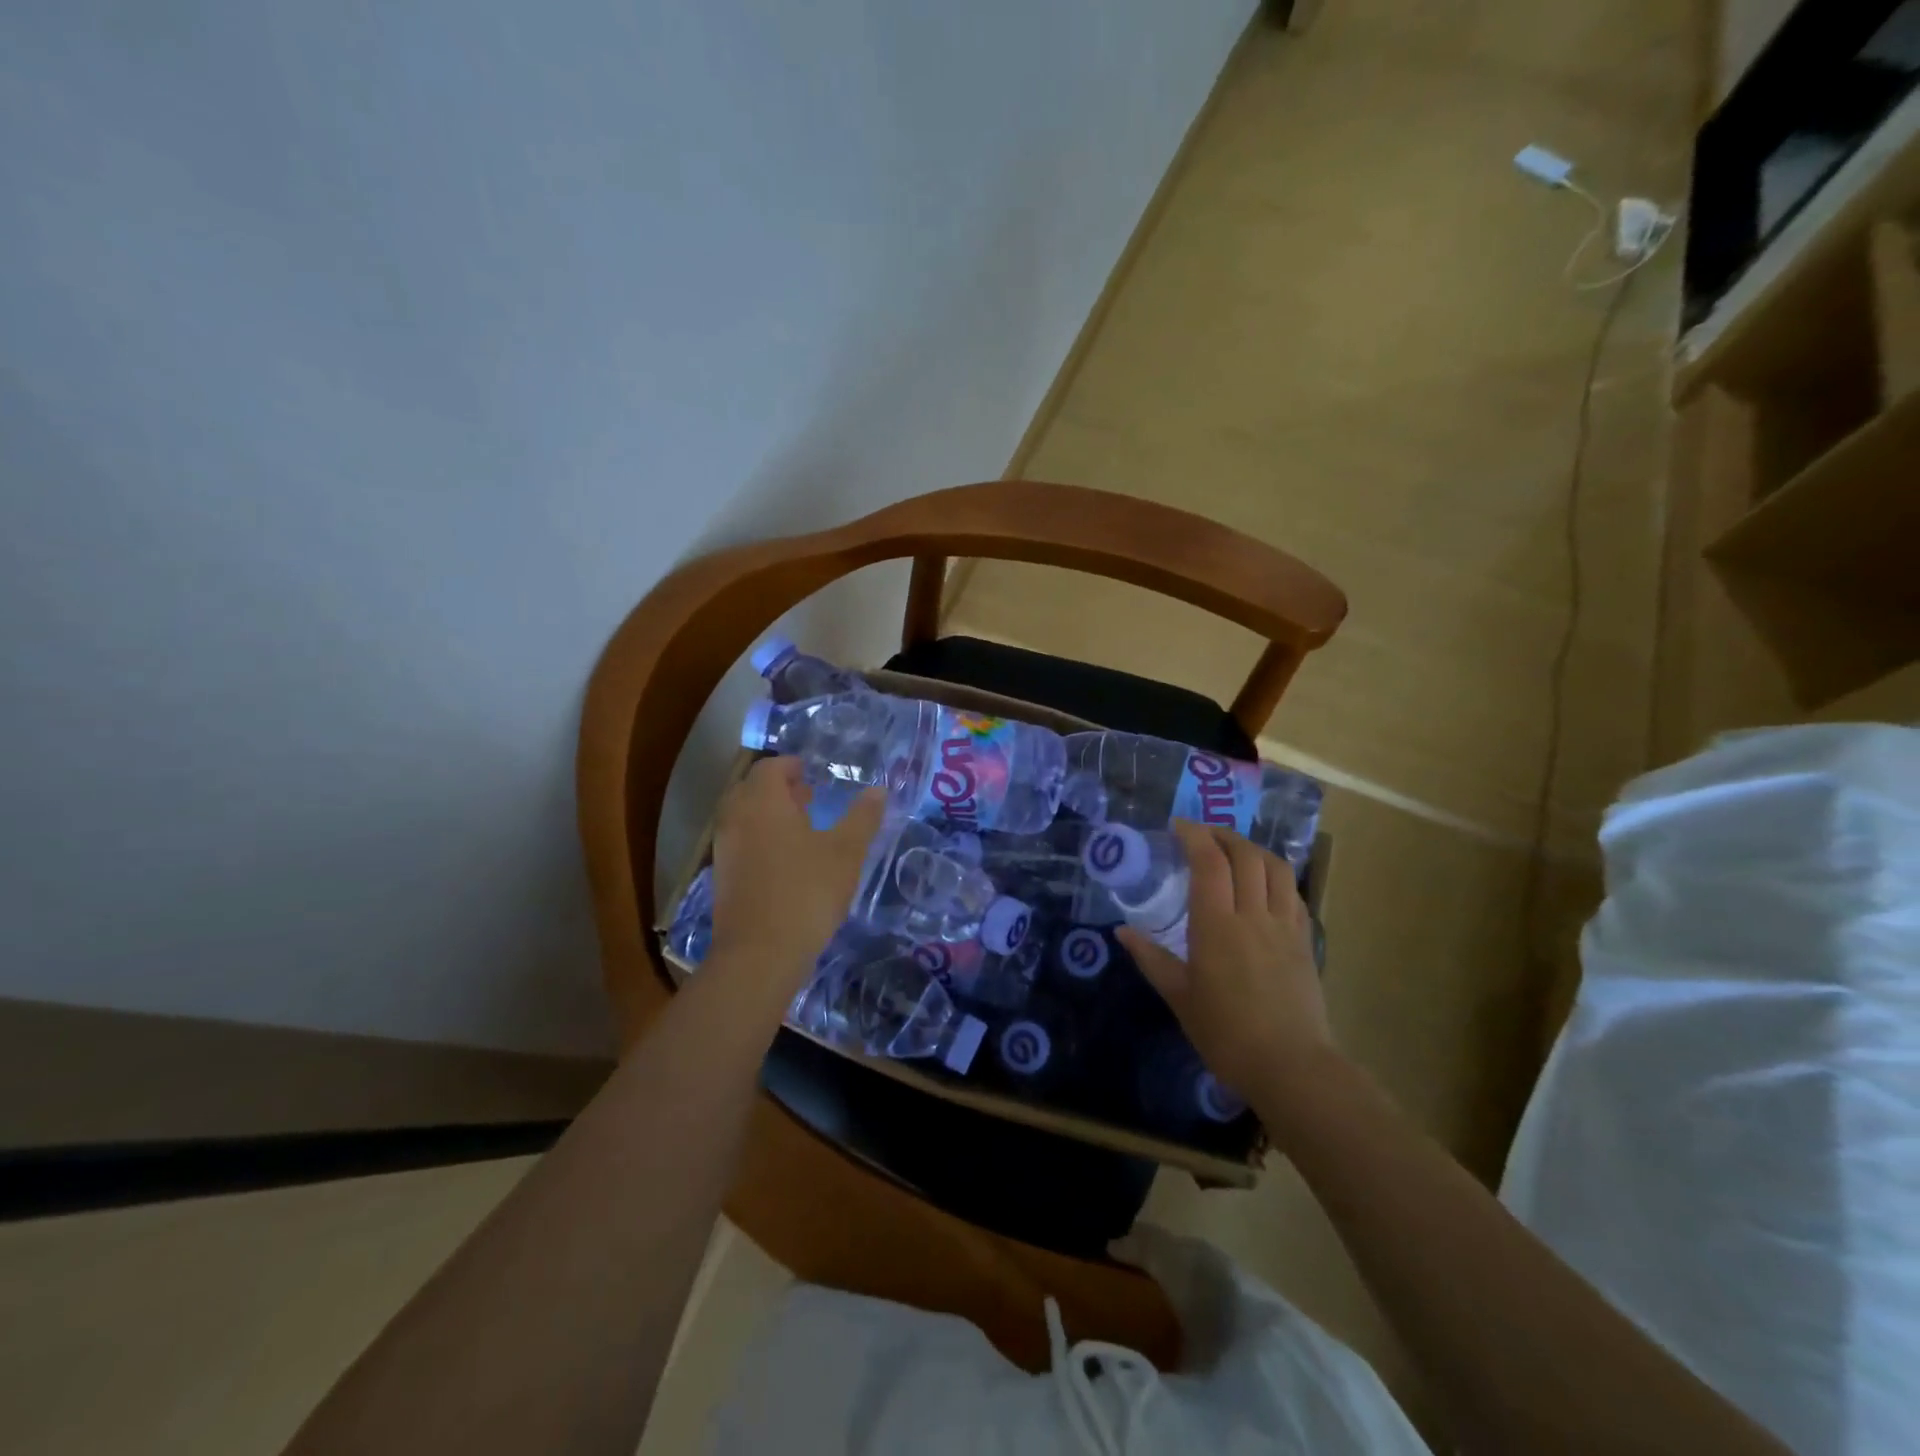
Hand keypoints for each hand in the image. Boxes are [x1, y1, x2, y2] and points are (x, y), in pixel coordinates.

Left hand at [707, 758, 886, 991]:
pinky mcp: (721, 878)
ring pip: (743, 817)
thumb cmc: (806, 891)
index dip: (791, 766)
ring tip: (801, 830)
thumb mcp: (846, 852)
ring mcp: (724, 849)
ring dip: (768, 815)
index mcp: (762, 802)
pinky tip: (785, 862)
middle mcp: (736, 818)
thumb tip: (879, 790)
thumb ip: (863, 817)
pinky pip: (739, 843)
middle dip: (778, 789)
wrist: (760, 954)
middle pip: (751, 789)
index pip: (770, 767)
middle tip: (807, 799)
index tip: (811, 773)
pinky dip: (759, 839)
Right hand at [1116, 820, 1332, 1099]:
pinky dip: (1275, 876)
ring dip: (1253, 849)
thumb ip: (1151, 958)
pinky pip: (1293, 893)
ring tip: (1233, 850)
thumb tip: (1122, 932)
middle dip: (1223, 835)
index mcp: (1217, 925)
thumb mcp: (1179, 996)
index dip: (1193, 835)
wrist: (1291, 1066)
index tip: (1177, 825)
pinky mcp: (1304, 940)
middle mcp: (1253, 915)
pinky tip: (1263, 884)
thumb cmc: (1225, 1032)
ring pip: (1276, 868)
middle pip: (1245, 855)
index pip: (1209, 862)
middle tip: (1201, 834)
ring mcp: (1284, 925)